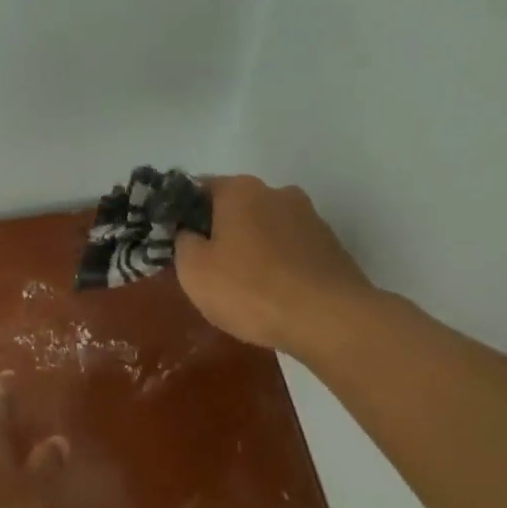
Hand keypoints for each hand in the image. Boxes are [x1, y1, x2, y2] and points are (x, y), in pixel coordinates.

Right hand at [174, 175, 375, 357]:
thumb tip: (189, 232)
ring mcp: (310, 217)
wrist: (328, 319)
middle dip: (220, 232)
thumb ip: (182, 242)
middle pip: (236, 208)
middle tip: (207, 269)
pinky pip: (291, 250)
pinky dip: (278, 265)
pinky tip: (274, 294)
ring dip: (252, 249)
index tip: (175, 242)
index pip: (198, 189)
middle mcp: (277, 192)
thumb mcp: (194, 270)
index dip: (182, 214)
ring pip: (266, 229)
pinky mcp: (331, 246)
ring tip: (243, 287)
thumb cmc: (250, 289)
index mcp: (240, 190)